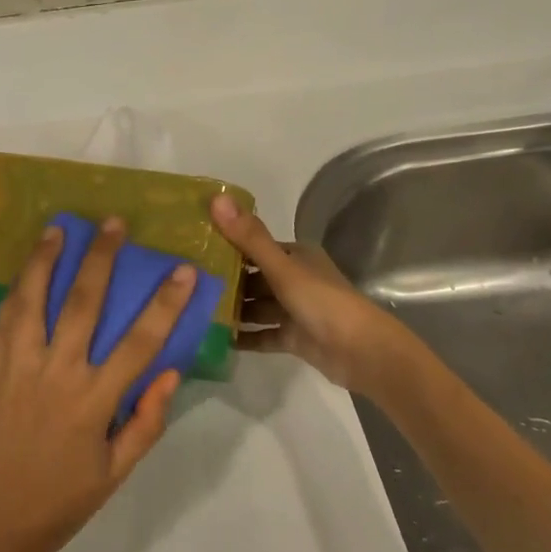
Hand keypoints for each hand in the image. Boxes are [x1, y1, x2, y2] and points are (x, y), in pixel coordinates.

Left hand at [0, 217, 189, 551]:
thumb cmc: (64, 499)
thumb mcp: (118, 472)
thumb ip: (147, 421)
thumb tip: (171, 371)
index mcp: (94, 402)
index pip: (139, 342)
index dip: (165, 304)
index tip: (182, 270)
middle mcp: (58, 375)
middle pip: (83, 304)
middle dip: (102, 259)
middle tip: (114, 224)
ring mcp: (19, 368)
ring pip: (34, 301)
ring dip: (46, 260)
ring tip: (59, 228)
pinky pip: (4, 321)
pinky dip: (16, 290)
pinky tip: (25, 269)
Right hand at [211, 194, 412, 394]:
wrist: (362, 353)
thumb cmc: (322, 302)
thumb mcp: (283, 267)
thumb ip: (249, 237)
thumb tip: (216, 198)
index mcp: (296, 256)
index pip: (255, 246)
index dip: (227, 246)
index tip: (193, 249)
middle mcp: (296, 279)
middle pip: (254, 278)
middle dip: (225, 281)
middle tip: (188, 285)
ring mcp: (295, 310)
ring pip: (257, 307)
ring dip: (233, 310)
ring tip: (195, 311)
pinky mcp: (295, 338)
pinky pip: (263, 334)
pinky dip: (245, 337)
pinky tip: (217, 340)